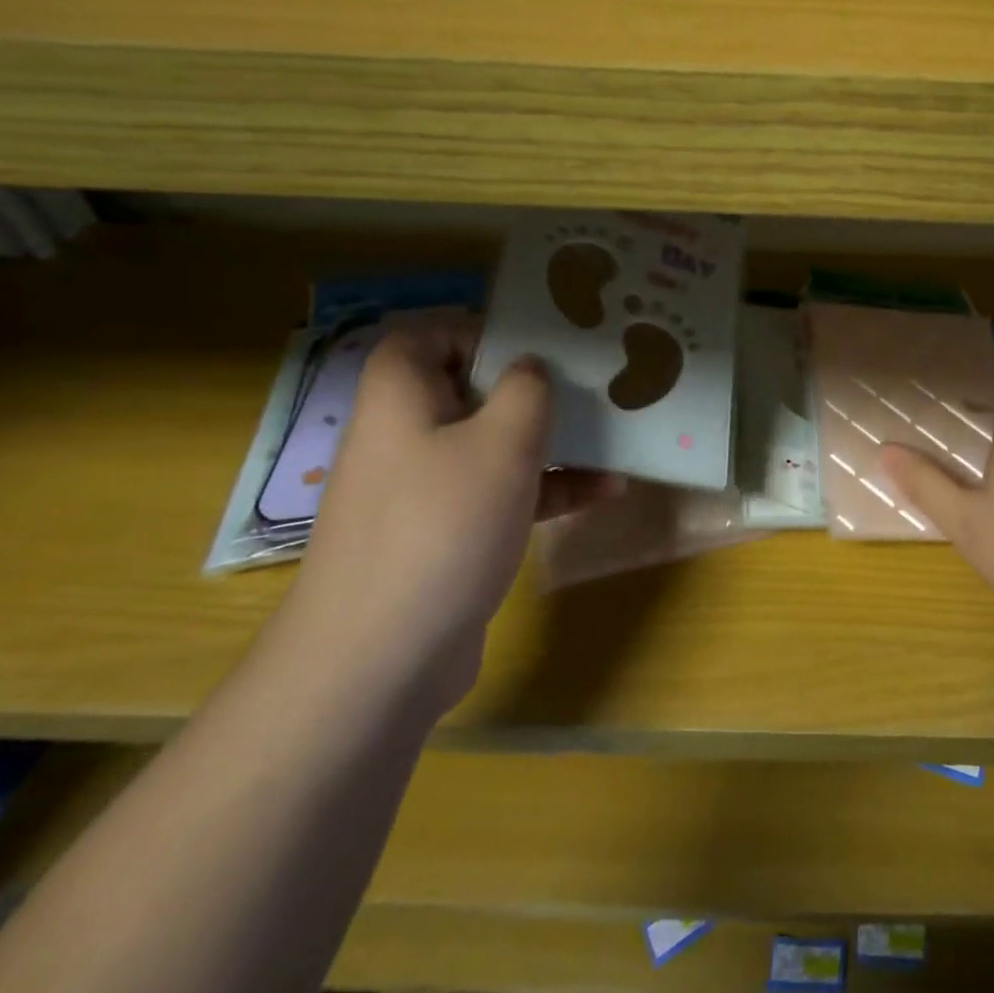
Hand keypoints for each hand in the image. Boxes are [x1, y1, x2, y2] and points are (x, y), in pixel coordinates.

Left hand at [283, 319, 616, 712]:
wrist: (380, 661)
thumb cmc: (442, 526)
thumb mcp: (502, 442)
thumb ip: (526, 389)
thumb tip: (530, 369)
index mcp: (401, 400)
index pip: (423, 338)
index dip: (477, 331)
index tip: (536, 345)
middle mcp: (405, 438)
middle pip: (469, 390)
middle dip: (533, 388)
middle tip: (588, 385)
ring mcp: (423, 491)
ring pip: (492, 444)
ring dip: (552, 441)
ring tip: (613, 436)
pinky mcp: (445, 536)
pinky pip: (499, 494)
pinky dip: (546, 489)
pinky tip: (606, 492)